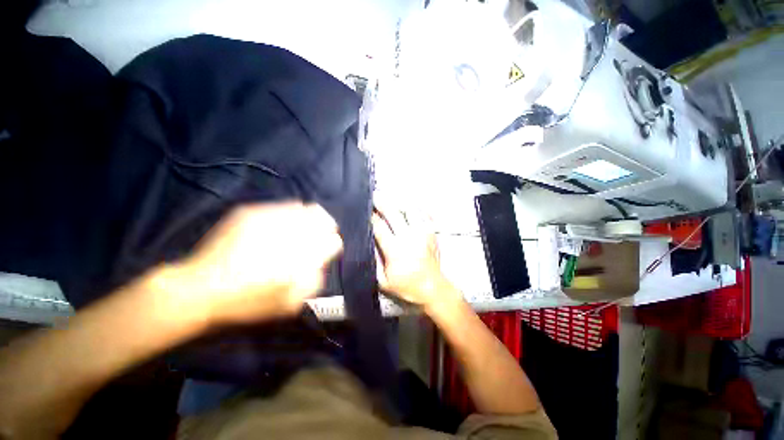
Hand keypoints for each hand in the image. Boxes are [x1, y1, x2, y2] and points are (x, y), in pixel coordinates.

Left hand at [153, 202, 342, 324]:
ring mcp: (269, 218)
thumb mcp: (290, 304)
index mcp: (302, 257)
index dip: (332, 246)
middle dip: (326, 226)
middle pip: (324, 218)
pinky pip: (282, 206)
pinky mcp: (251, 212)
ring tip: (300, 229)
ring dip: (308, 219)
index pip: (333, 242)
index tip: (325, 252)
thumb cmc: (248, 302)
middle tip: (319, 235)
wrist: (200, 289)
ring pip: (305, 208)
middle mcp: (290, 233)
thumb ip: (315, 281)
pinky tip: (280, 226)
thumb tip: (320, 262)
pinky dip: (288, 215)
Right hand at [372, 207, 457, 308]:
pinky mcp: (432, 233)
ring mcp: (423, 233)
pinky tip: (409, 206)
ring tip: (391, 199)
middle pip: (393, 213)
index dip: (370, 217)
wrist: (432, 288)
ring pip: (410, 210)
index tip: (364, 210)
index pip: (379, 227)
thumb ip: (373, 263)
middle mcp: (409, 237)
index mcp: (396, 250)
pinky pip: (424, 214)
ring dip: (399, 203)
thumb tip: (366, 245)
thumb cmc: (407, 286)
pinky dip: (416, 208)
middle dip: (382, 203)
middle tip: (374, 196)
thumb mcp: (383, 281)